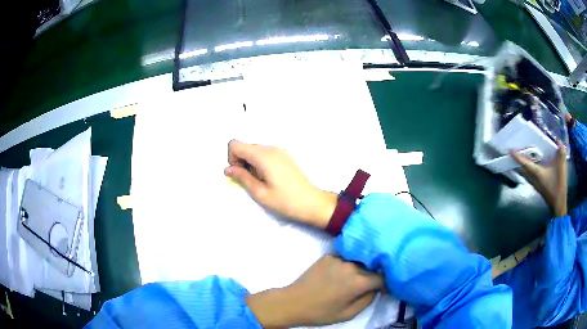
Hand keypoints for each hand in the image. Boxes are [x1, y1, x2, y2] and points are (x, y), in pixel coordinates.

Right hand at [225, 140, 336, 228]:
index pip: (235, 144)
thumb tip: (228, 169)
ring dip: (250, 163)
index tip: (240, 174)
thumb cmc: (285, 201)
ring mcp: (279, 151)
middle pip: (245, 146)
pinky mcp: (285, 156)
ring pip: (254, 150)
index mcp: (263, 155)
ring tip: (261, 182)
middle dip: (241, 162)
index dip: (232, 159)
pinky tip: (269, 178)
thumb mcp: (259, 193)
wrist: (312, 203)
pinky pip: (265, 154)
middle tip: (250, 181)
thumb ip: (241, 178)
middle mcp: (271, 148)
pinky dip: (260, 163)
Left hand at [246, 255, 383, 326]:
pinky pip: (347, 256)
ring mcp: (339, 257)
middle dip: (375, 274)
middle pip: (372, 266)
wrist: (294, 302)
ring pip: (360, 259)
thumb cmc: (322, 312)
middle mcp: (352, 265)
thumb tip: (376, 289)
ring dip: (364, 266)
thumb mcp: (349, 313)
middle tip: (373, 282)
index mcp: (358, 281)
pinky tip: (346, 269)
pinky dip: (351, 261)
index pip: (382, 278)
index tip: (385, 288)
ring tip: (361, 274)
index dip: (386, 284)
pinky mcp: (329, 254)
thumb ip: (368, 300)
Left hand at [510, 139, 567, 216]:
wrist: (558, 205)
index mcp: (536, 173)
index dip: (517, 156)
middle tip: (512, 152)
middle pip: (522, 169)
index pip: (524, 163)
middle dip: (516, 160)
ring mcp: (534, 184)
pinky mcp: (537, 186)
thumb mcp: (561, 167)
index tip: (509, 150)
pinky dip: (526, 170)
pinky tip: (528, 166)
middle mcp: (533, 178)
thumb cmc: (558, 186)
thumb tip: (558, 139)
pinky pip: (529, 176)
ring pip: (525, 173)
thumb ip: (561, 152)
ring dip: (520, 166)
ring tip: (518, 157)